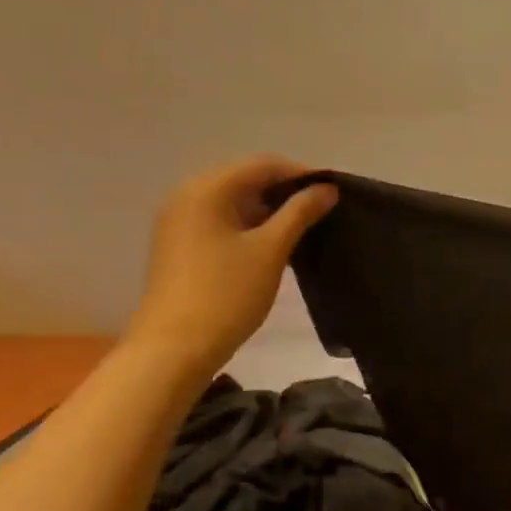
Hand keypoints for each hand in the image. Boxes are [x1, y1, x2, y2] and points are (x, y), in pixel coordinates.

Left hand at [126, 156, 337, 373]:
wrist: (175, 346)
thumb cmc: (226, 293)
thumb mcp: (271, 249)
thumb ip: (300, 213)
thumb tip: (327, 188)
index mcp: (206, 190)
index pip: (262, 164)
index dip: (302, 173)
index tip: (335, 191)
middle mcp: (187, 195)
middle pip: (246, 178)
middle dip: (286, 189)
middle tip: (324, 209)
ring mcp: (180, 220)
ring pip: (235, 200)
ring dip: (271, 207)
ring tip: (306, 226)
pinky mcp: (182, 243)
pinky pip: (223, 218)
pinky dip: (252, 223)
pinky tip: (276, 242)